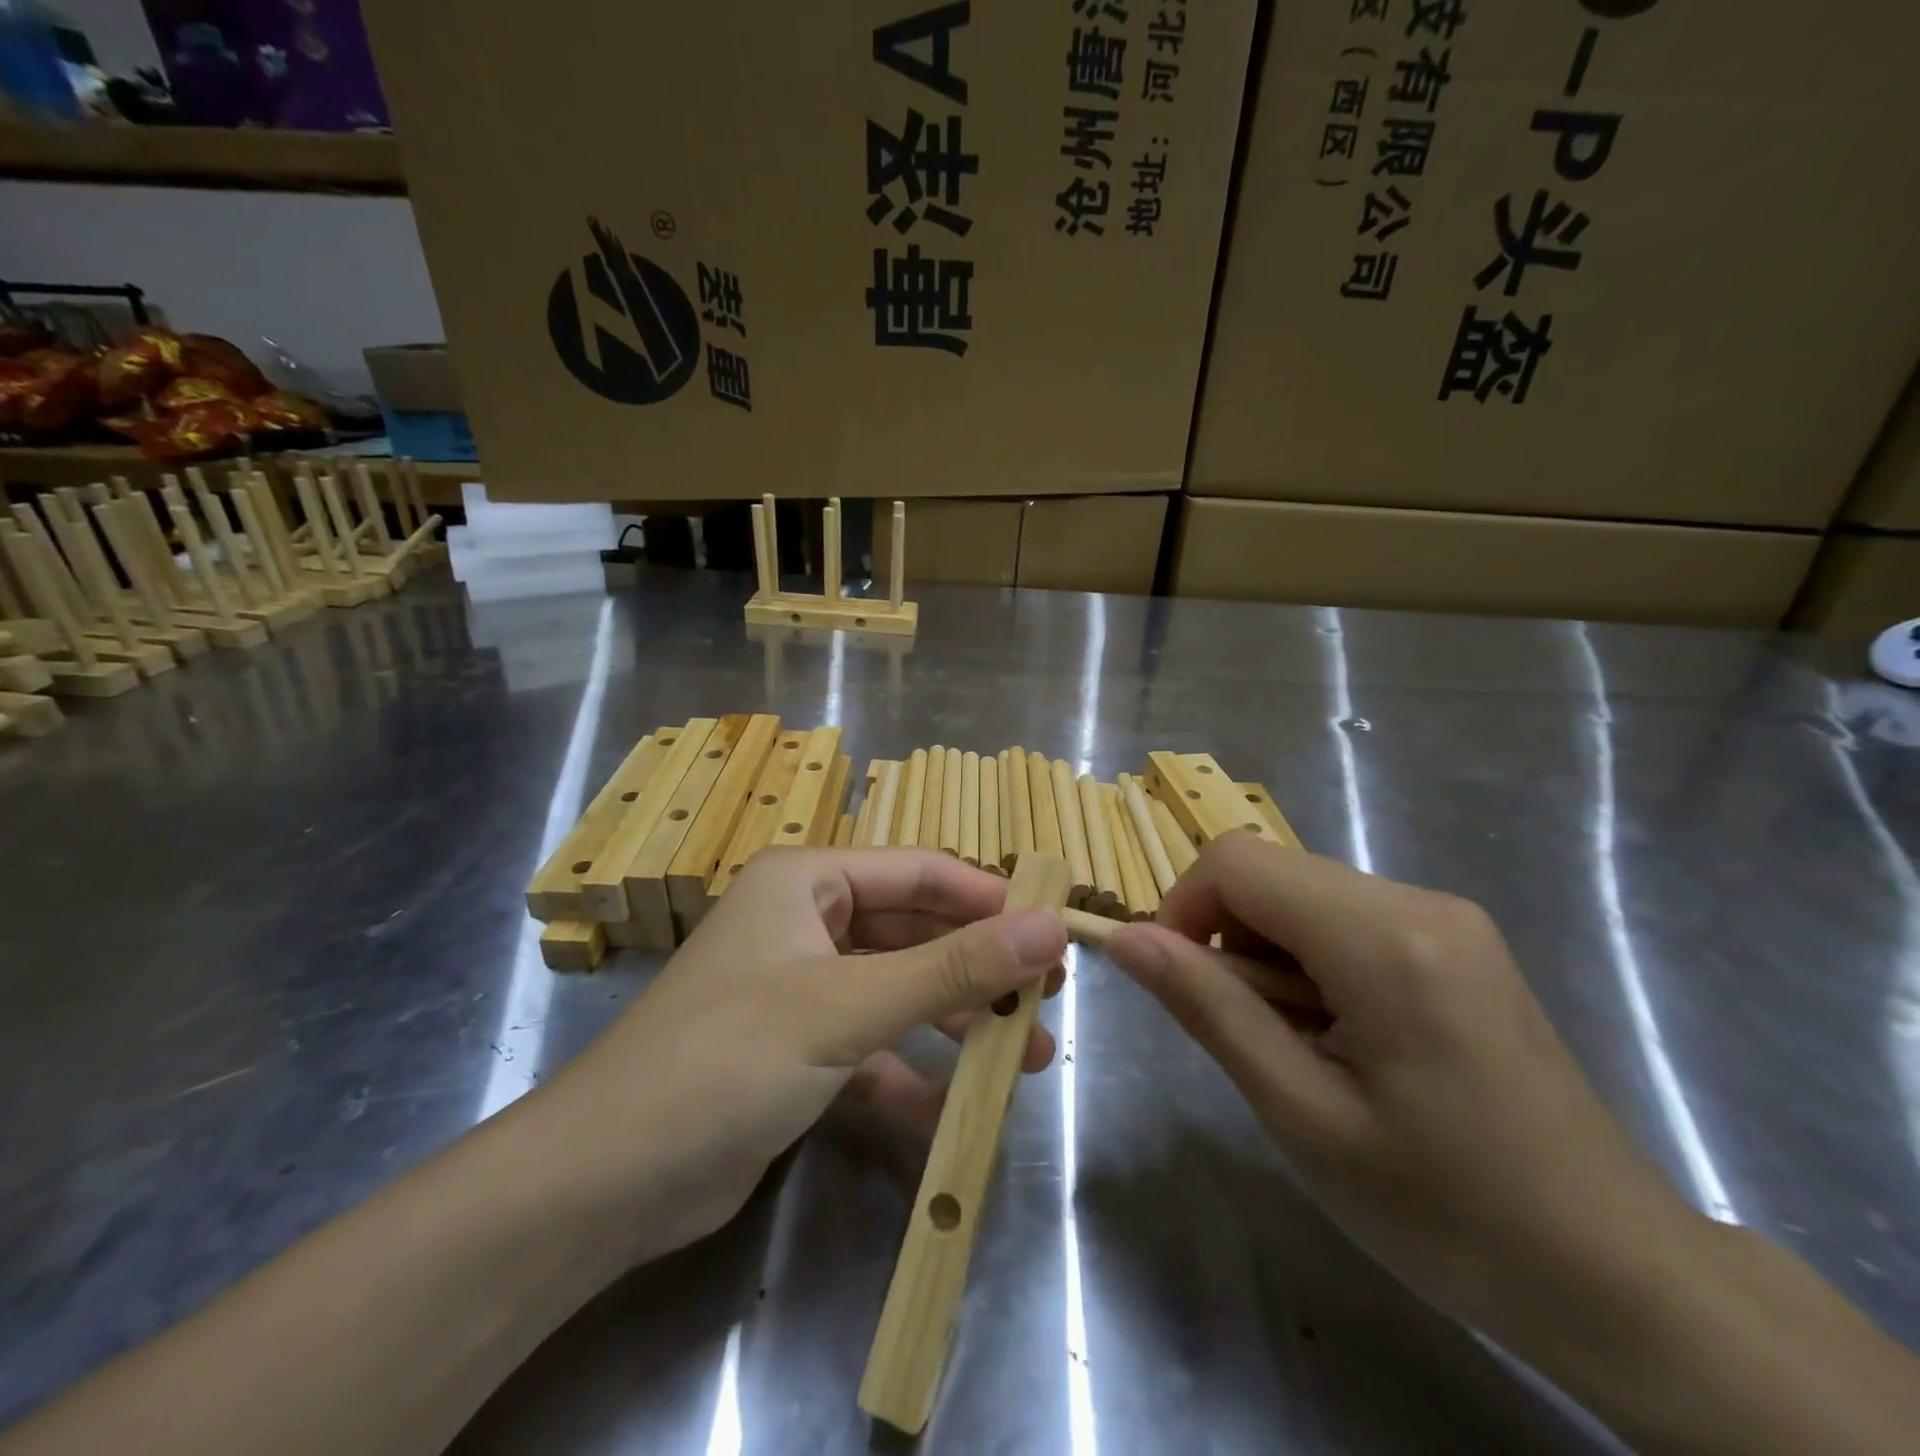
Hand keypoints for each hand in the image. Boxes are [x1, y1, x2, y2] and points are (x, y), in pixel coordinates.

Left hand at [541, 847, 1067, 1262]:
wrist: (606, 1182)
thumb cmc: (728, 1058)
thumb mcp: (848, 1006)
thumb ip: (952, 968)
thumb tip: (1049, 927)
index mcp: (806, 882)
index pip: (918, 873)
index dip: (988, 898)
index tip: (1052, 931)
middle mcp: (804, 923)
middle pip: (912, 933)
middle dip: (977, 968)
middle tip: (1047, 998)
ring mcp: (800, 990)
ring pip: (897, 992)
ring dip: (956, 1023)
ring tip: (1028, 1055)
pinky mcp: (797, 1052)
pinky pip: (871, 1049)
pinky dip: (911, 1076)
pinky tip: (957, 1110)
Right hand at [1104, 833, 1699, 1362]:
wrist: (1621, 1279)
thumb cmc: (1449, 1212)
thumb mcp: (1302, 1115)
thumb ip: (1209, 1009)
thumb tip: (1126, 939)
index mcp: (1385, 937)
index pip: (1236, 862)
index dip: (1183, 910)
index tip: (1182, 989)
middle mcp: (1419, 901)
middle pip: (1270, 873)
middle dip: (1228, 937)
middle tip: (1249, 1034)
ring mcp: (1447, 917)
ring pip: (1303, 894)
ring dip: (1269, 955)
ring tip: (1301, 1046)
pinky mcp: (1457, 942)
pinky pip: (1346, 918)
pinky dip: (1311, 961)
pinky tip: (1343, 1036)